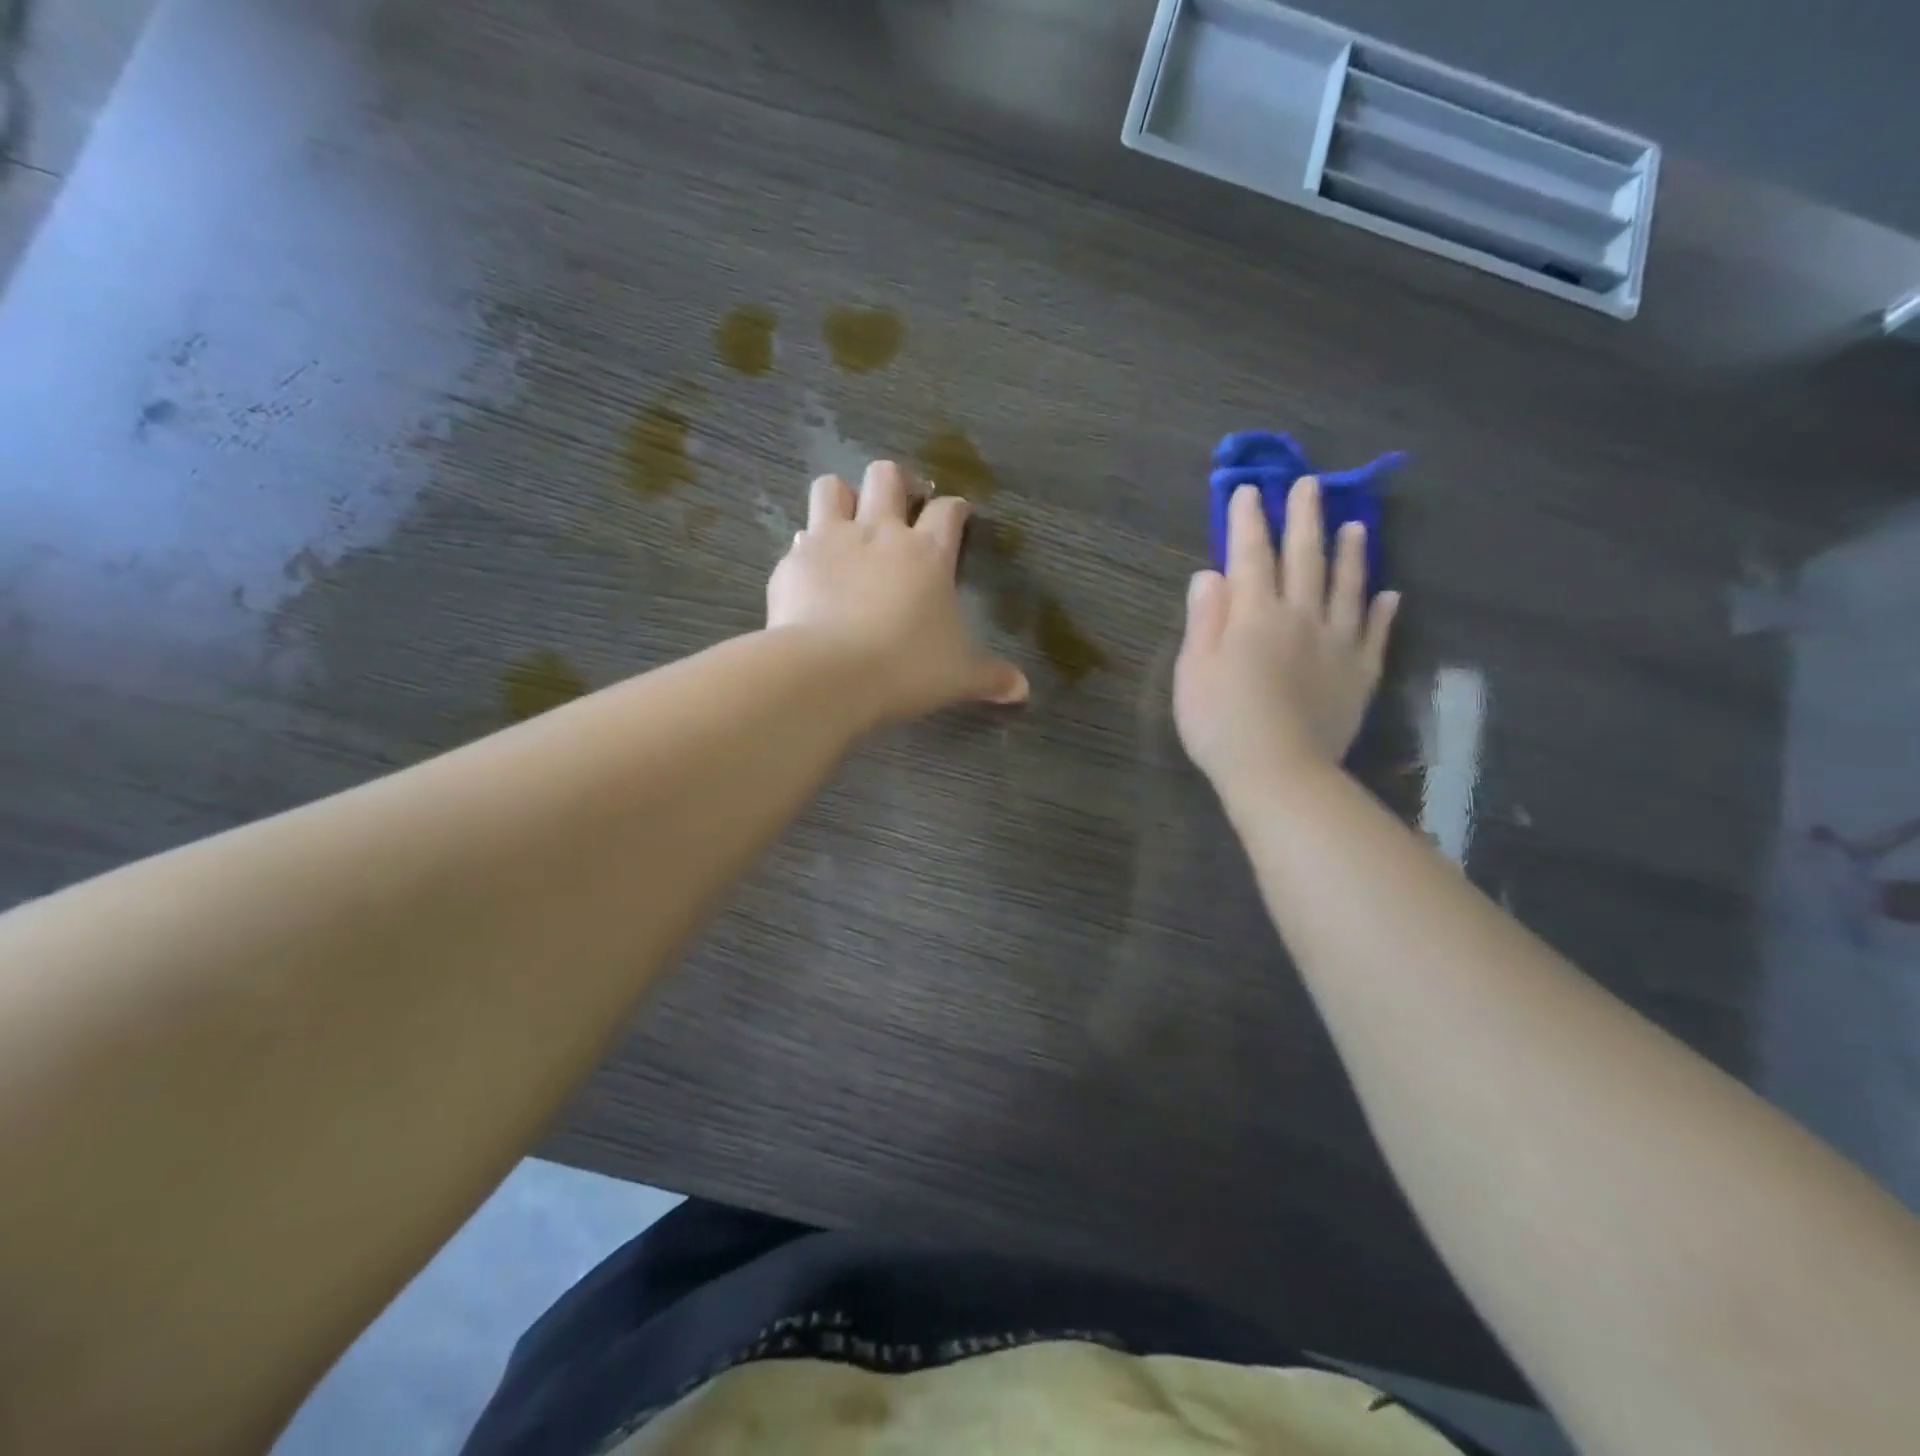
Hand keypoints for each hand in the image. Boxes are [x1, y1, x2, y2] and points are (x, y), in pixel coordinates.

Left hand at [767, 461, 1028, 723]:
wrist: (827, 674)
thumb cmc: (905, 668)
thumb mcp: (958, 677)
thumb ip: (991, 678)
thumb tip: (1022, 690)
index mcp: (927, 553)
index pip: (948, 511)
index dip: (956, 509)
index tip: (959, 517)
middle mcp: (879, 534)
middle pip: (887, 476)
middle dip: (896, 484)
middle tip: (900, 509)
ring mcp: (830, 542)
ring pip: (832, 488)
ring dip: (842, 498)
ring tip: (848, 524)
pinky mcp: (793, 563)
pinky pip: (799, 539)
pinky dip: (808, 550)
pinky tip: (812, 574)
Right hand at [1175, 479, 1398, 795]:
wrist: (1279, 773)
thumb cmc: (1222, 723)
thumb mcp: (1194, 670)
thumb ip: (1205, 619)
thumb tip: (1211, 573)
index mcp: (1255, 616)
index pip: (1251, 556)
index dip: (1248, 522)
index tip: (1249, 490)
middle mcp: (1301, 618)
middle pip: (1305, 559)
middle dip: (1304, 519)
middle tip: (1308, 485)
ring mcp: (1337, 645)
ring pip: (1347, 587)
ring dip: (1350, 553)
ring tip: (1356, 524)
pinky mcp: (1360, 675)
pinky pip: (1375, 634)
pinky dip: (1382, 611)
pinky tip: (1389, 595)